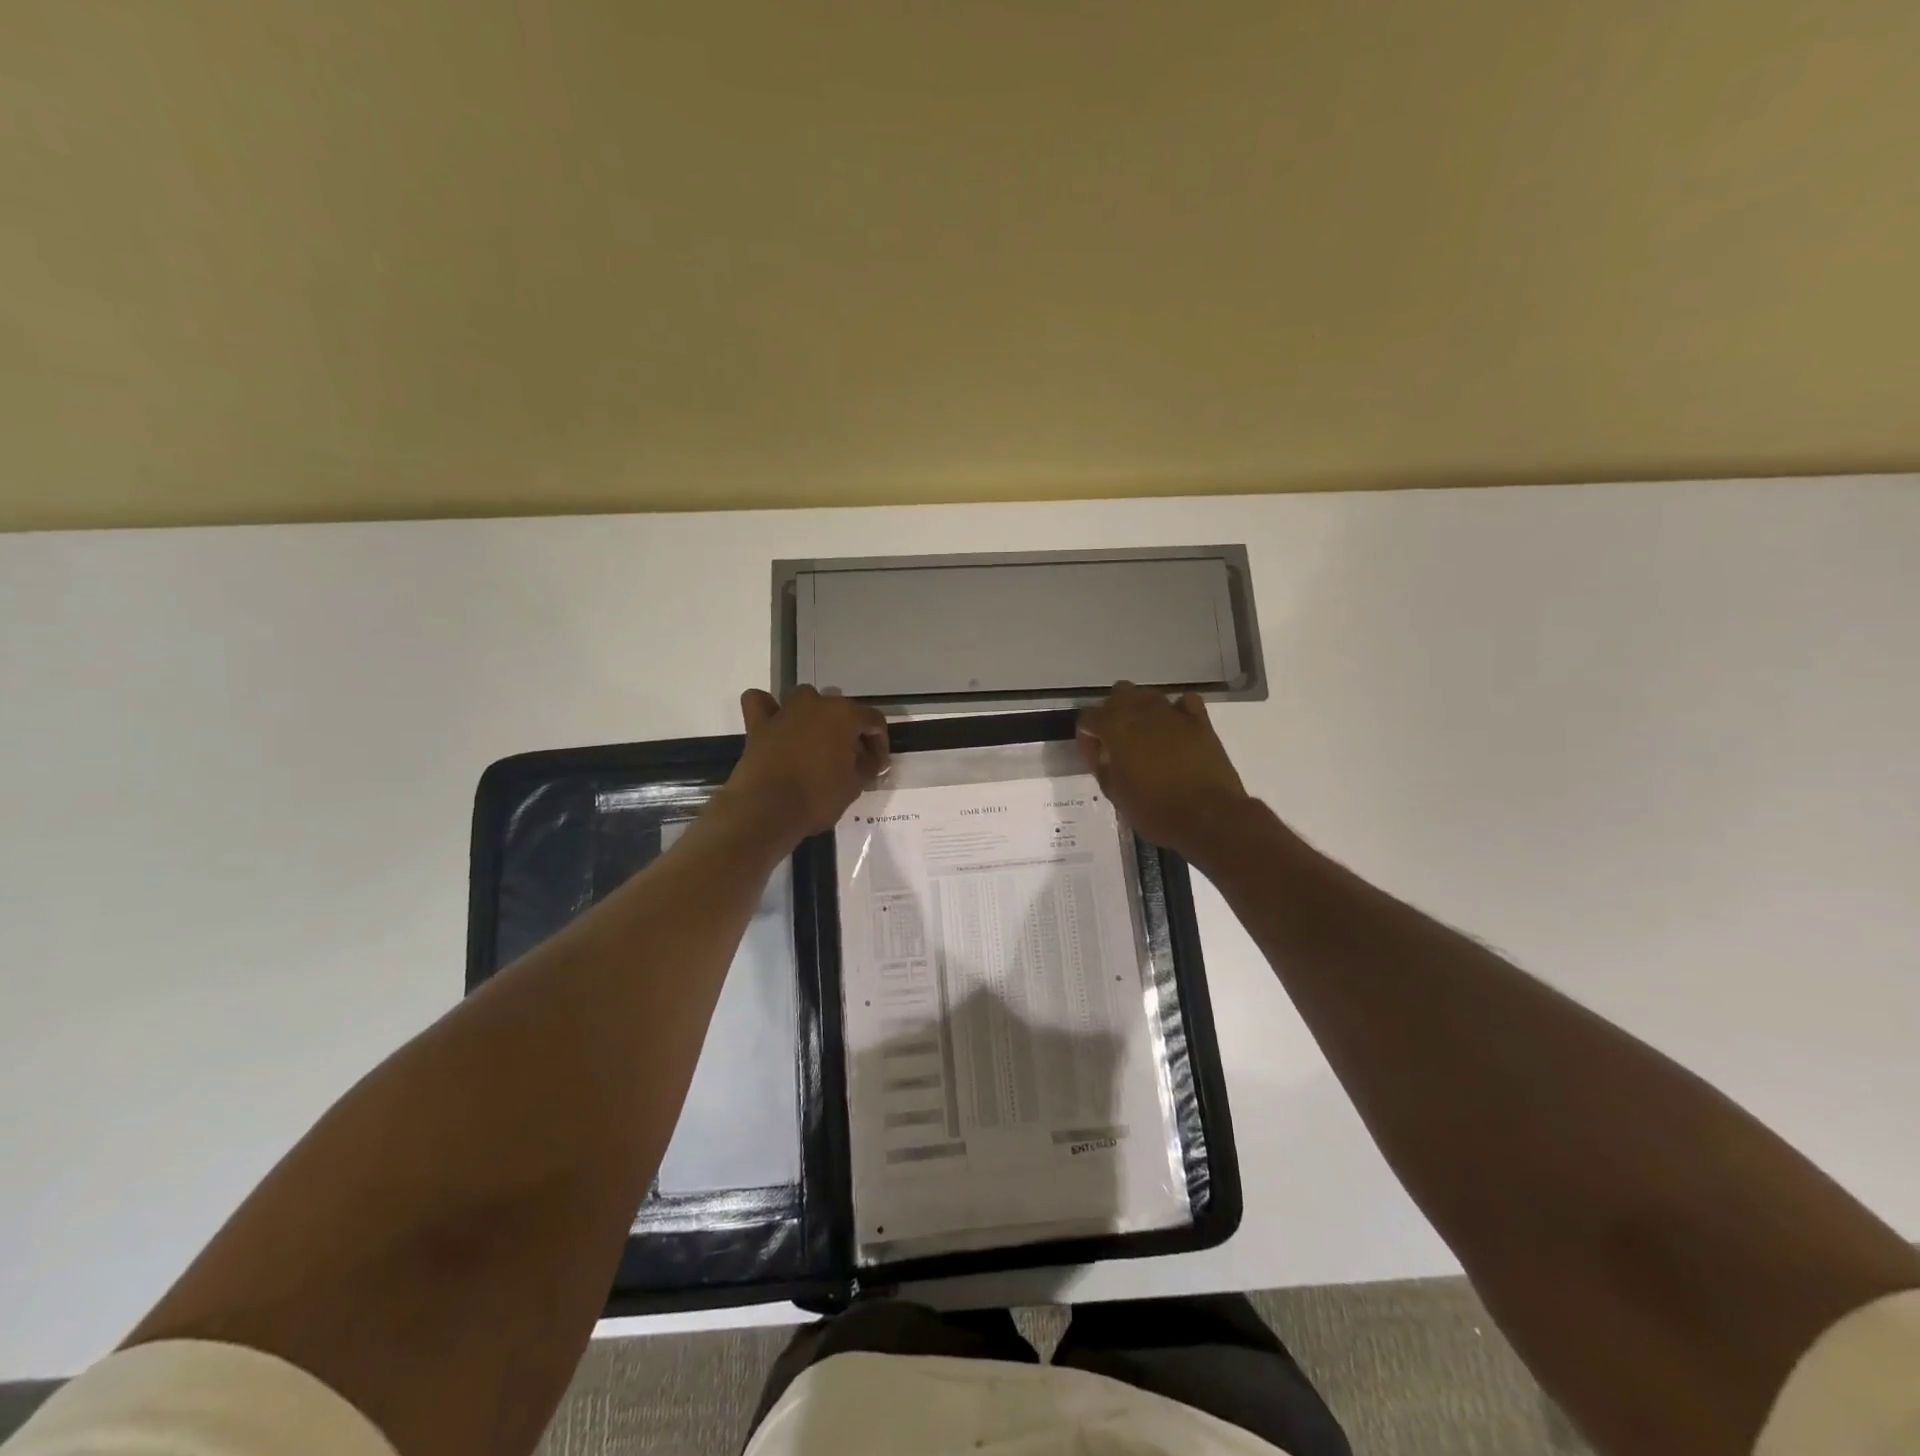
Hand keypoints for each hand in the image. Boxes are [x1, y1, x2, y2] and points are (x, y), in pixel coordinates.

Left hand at [724, 686, 888, 848]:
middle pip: (841, 708)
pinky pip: (761, 702)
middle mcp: (816, 704)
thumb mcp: (855, 787)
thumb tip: (869, 760)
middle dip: (850, 731)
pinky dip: (769, 708)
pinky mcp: (758, 725)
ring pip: (805, 698)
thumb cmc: (818, 798)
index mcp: (845, 715)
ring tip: (817, 741)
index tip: (876, 766)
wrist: (766, 811)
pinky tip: (776, 724)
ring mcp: (785, 711)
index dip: (880, 743)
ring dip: (814, 714)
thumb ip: (867, 767)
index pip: (873, 720)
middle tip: (851, 759)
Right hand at [1076, 683, 1248, 857]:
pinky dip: (1177, 711)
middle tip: (1117, 743)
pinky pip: (1184, 702)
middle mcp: (1141, 711)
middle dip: (1113, 714)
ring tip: (1146, 738)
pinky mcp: (1200, 721)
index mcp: (1114, 727)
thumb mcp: (1114, 794)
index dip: (1087, 737)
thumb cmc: (1154, 810)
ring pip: (1149, 695)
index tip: (1094, 758)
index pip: (1088, 717)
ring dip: (1142, 711)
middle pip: (1118, 695)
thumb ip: (1102, 766)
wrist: (1208, 818)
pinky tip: (1177, 729)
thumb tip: (1103, 754)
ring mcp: (1173, 712)